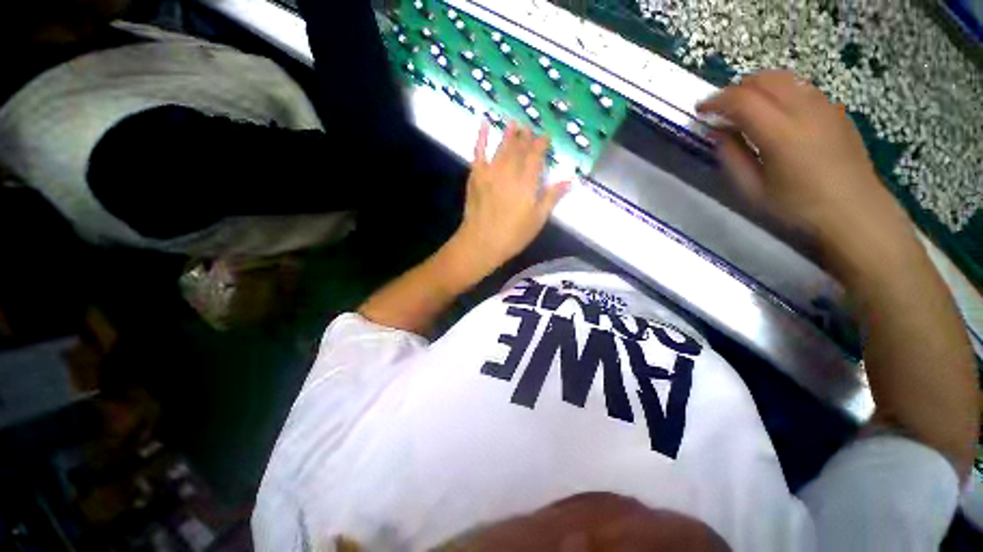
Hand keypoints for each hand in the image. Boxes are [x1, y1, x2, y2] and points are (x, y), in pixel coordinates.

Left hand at [450, 121, 569, 277]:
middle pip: (519, 150)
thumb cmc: (512, 235)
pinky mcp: (475, 176)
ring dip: (508, 134)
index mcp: (527, 183)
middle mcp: (509, 172)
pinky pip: (478, 152)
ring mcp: (490, 172)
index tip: (545, 136)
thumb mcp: (537, 220)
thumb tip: (569, 180)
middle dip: (526, 137)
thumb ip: (551, 198)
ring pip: (502, 147)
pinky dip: (481, 137)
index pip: (536, 157)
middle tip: (530, 128)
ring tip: (514, 123)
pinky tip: (483, 123)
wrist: (481, 242)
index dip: (541, 145)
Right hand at [697, 71, 913, 269]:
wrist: (854, 211)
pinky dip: (780, 92)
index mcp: (781, 133)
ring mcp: (824, 106)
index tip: (700, 111)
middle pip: (764, 79)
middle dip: (736, 89)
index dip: (716, 101)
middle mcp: (804, 110)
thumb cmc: (798, 207)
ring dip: (758, 87)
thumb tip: (717, 132)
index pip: (742, 100)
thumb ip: (731, 157)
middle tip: (721, 110)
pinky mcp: (836, 110)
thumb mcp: (752, 190)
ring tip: (746, 109)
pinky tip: (775, 114)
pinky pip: (802, 88)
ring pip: (785, 78)